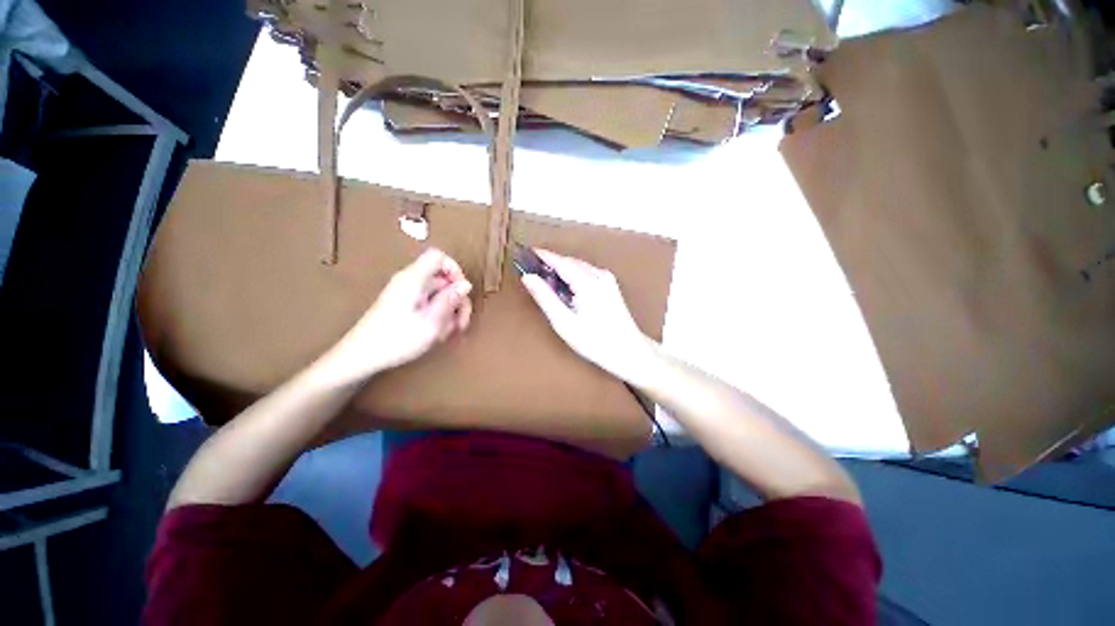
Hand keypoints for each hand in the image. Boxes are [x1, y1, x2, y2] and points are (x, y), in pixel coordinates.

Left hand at [327, 248, 471, 380]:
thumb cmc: (397, 339)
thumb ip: (450, 300)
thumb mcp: (431, 322)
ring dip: (449, 311)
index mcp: (415, 279)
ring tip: (449, 333)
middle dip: (457, 299)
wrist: (360, 357)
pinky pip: (429, 303)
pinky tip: (438, 333)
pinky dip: (438, 315)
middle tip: (461, 324)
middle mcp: (411, 281)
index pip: (439, 257)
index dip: (455, 270)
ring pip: (439, 294)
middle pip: (443, 279)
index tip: (462, 292)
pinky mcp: (404, 306)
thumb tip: (466, 284)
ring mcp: (407, 294)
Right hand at [521, 250, 656, 381]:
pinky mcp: (611, 285)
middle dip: (551, 263)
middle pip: (570, 262)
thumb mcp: (564, 323)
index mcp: (587, 282)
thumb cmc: (595, 341)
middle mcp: (599, 275)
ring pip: (579, 266)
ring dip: (563, 269)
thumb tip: (528, 278)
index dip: (542, 256)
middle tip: (533, 271)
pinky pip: (587, 272)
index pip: (560, 261)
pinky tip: (567, 288)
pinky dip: (574, 275)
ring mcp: (607, 279)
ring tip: (547, 281)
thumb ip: (545, 298)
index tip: (526, 253)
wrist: (629, 351)